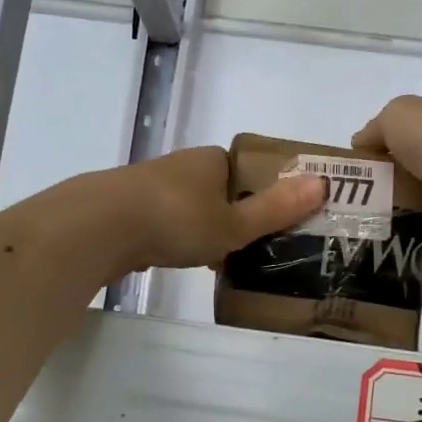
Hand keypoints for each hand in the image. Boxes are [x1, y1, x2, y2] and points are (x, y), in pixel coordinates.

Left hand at [112, 146, 326, 273]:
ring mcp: (150, 187)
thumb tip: (322, 183)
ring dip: (202, 229)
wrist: (99, 227)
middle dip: (232, 215)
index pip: (246, 169)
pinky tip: (177, 260)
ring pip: (189, 208)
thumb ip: (275, 209)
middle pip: (218, 190)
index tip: (274, 222)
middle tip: (252, 247)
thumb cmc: (176, 219)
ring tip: (218, 261)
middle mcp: (181, 166)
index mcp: (211, 160)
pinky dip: (174, 239)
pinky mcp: (127, 210)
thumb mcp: (234, 222)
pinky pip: (163, 224)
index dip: (263, 192)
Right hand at [352, 96, 421, 264]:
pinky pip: (414, 246)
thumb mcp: (399, 115)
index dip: (370, 157)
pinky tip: (367, 251)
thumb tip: (360, 147)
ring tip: (344, 231)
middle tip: (335, 207)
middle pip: (398, 183)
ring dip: (378, 223)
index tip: (342, 175)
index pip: (397, 145)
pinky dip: (394, 249)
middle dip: (368, 194)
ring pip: (404, 216)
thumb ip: (376, 128)